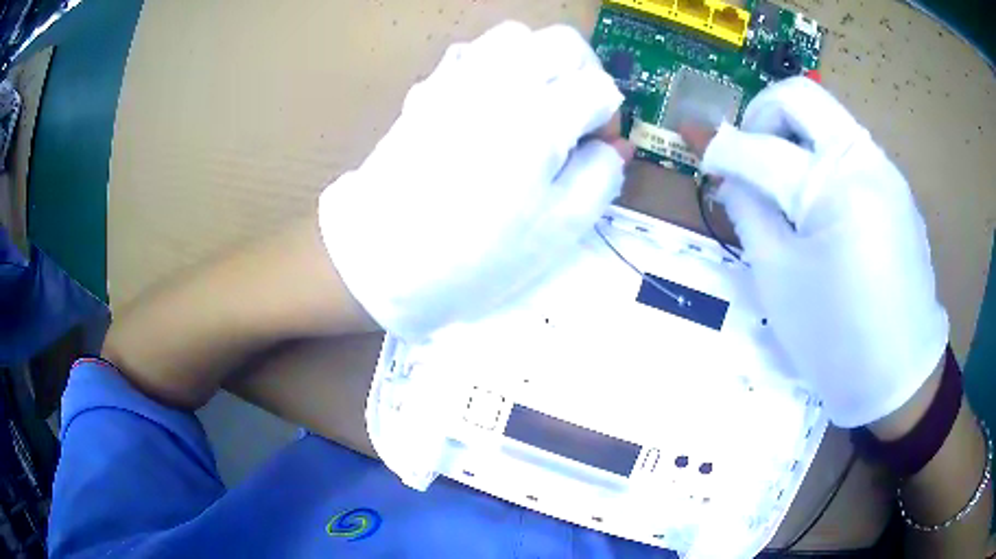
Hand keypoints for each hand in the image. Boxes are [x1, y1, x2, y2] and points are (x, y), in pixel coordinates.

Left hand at [318, 22, 631, 341]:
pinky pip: (473, 52)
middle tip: (578, 114)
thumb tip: (615, 145)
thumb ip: (600, 177)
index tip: (599, 147)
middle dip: (584, 73)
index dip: (610, 116)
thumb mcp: (556, 231)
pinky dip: (497, 64)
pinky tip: (495, 99)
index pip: (598, 88)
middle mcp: (500, 84)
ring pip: (516, 36)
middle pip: (562, 43)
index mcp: (538, 120)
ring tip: (539, 101)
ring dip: (540, 61)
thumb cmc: (472, 257)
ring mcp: (458, 79)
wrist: (379, 258)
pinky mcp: (429, 87)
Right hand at [683, 77, 947, 427]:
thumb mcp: (779, 279)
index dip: (720, 146)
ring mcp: (887, 171)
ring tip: (783, 184)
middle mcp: (865, 160)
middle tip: (749, 151)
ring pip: (829, 118)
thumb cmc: (835, 340)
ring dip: (794, 134)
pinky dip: (823, 157)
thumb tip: (726, 171)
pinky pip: (851, 149)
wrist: (899, 376)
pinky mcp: (897, 189)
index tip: (694, 142)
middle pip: (801, 96)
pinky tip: (820, 204)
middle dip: (762, 113)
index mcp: (835, 186)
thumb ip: (748, 211)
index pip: (761, 148)